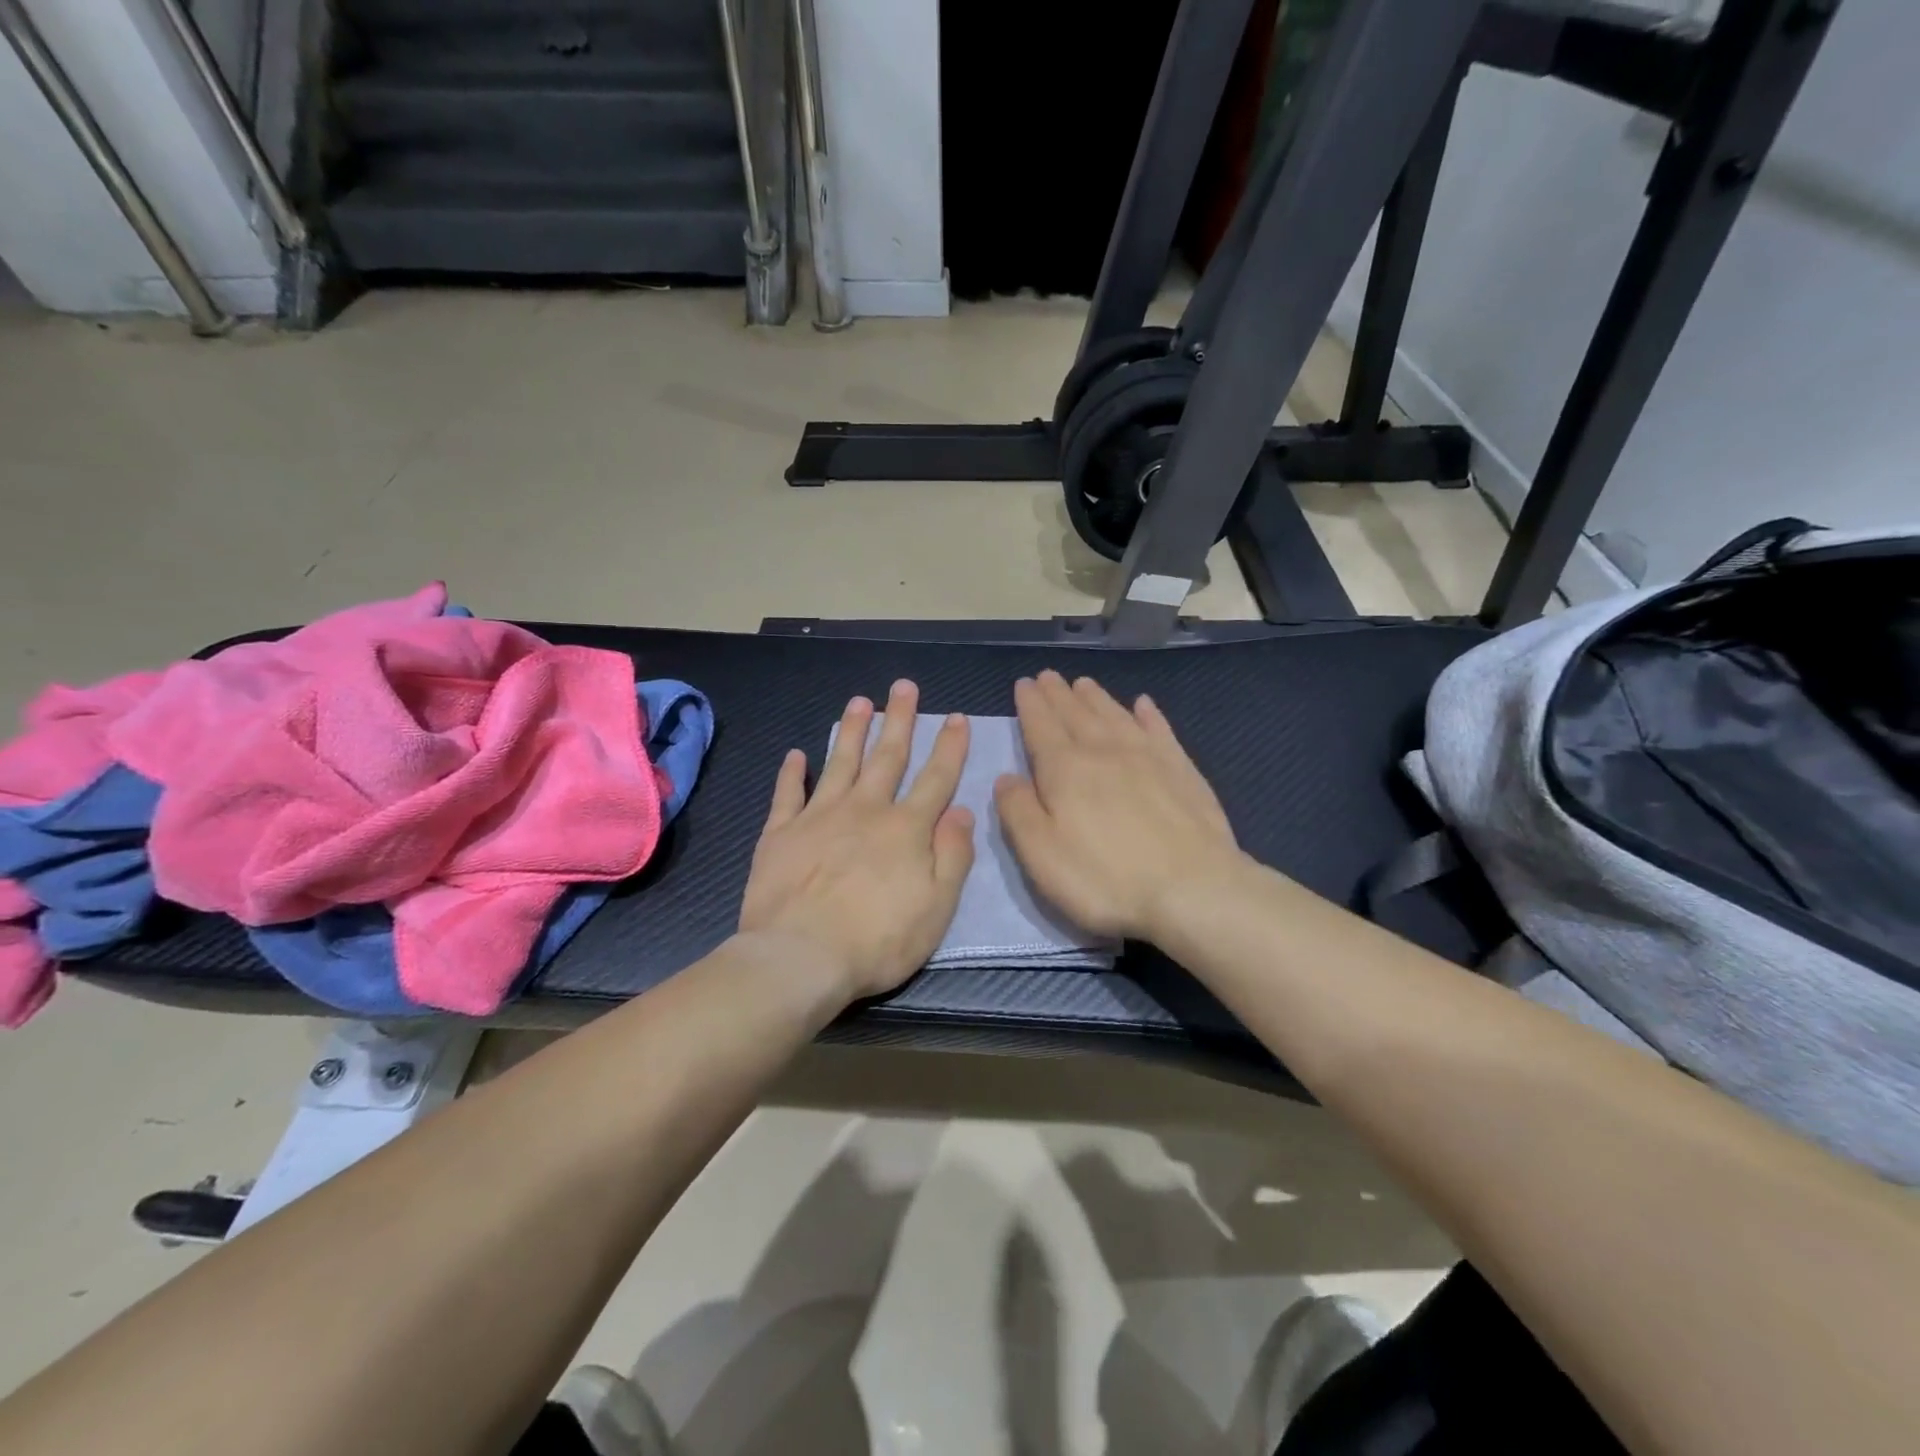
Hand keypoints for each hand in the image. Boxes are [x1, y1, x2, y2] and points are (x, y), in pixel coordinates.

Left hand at [740, 680, 975, 1002]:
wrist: (800, 957)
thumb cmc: (877, 940)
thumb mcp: (936, 908)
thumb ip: (952, 856)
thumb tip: (962, 811)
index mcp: (905, 829)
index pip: (935, 778)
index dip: (949, 746)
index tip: (955, 716)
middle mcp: (865, 810)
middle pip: (887, 756)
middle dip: (899, 719)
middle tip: (903, 686)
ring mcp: (819, 817)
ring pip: (840, 762)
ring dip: (852, 730)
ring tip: (860, 701)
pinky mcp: (781, 833)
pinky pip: (788, 794)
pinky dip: (792, 772)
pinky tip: (796, 754)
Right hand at [994, 671, 1241, 941]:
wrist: (1193, 890)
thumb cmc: (1105, 879)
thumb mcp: (1041, 854)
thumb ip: (1018, 811)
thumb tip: (1006, 778)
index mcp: (1065, 769)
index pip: (1041, 726)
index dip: (1030, 704)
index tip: (1024, 684)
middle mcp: (1104, 751)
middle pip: (1076, 713)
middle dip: (1059, 694)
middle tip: (1049, 676)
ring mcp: (1148, 757)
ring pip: (1114, 715)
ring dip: (1096, 698)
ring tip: (1083, 684)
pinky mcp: (1182, 770)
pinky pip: (1159, 729)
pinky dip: (1148, 714)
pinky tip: (1143, 705)